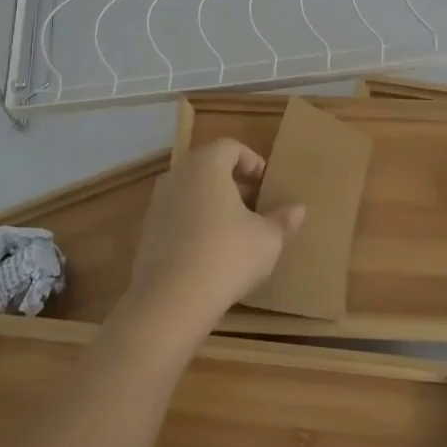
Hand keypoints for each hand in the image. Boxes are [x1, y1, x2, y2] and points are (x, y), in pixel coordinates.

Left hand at [123, 139, 304, 334]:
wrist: (171, 299)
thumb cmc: (227, 254)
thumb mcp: (266, 239)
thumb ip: (282, 220)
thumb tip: (299, 209)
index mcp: (207, 165)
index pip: (230, 147)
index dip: (252, 162)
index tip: (267, 185)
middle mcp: (178, 175)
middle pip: (209, 167)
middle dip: (234, 183)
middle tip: (256, 207)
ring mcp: (158, 203)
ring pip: (192, 192)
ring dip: (214, 204)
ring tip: (236, 231)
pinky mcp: (148, 231)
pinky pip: (178, 216)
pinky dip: (195, 224)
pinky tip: (211, 252)